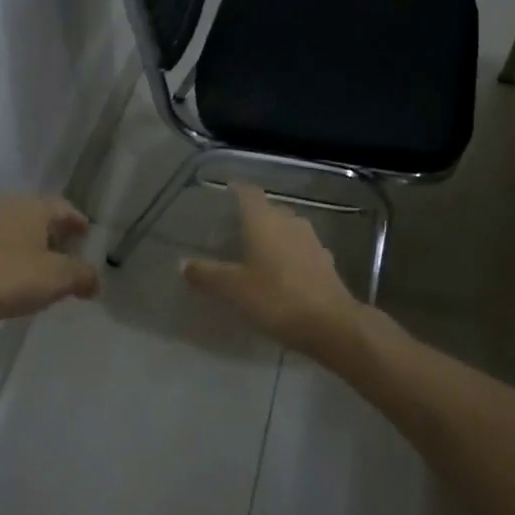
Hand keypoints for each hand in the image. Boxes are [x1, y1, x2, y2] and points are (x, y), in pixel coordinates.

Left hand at [0, 194, 99, 327]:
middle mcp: (9, 203)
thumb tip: (95, 280)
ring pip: (16, 225)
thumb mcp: (55, 279)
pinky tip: (10, 271)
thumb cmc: (6, 277)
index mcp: (35, 206)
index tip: (86, 234)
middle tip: (66, 250)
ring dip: (30, 240)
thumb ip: (81, 276)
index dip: (78, 222)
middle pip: (40, 213)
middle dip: (54, 230)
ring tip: (38, 263)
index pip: (65, 208)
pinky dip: (9, 250)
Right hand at [182, 184, 380, 359]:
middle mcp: (289, 221)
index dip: (237, 190)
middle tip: (234, 229)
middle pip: (269, 209)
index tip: (225, 192)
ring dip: (273, 236)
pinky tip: (282, 272)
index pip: (249, 193)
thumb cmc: (276, 298)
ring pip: (287, 228)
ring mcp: (311, 240)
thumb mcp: (234, 289)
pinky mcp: (325, 260)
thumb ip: (207, 274)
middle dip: (253, 216)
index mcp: (264, 220)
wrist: (331, 324)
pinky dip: (289, 255)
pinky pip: (301, 249)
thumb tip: (183, 264)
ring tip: (257, 251)